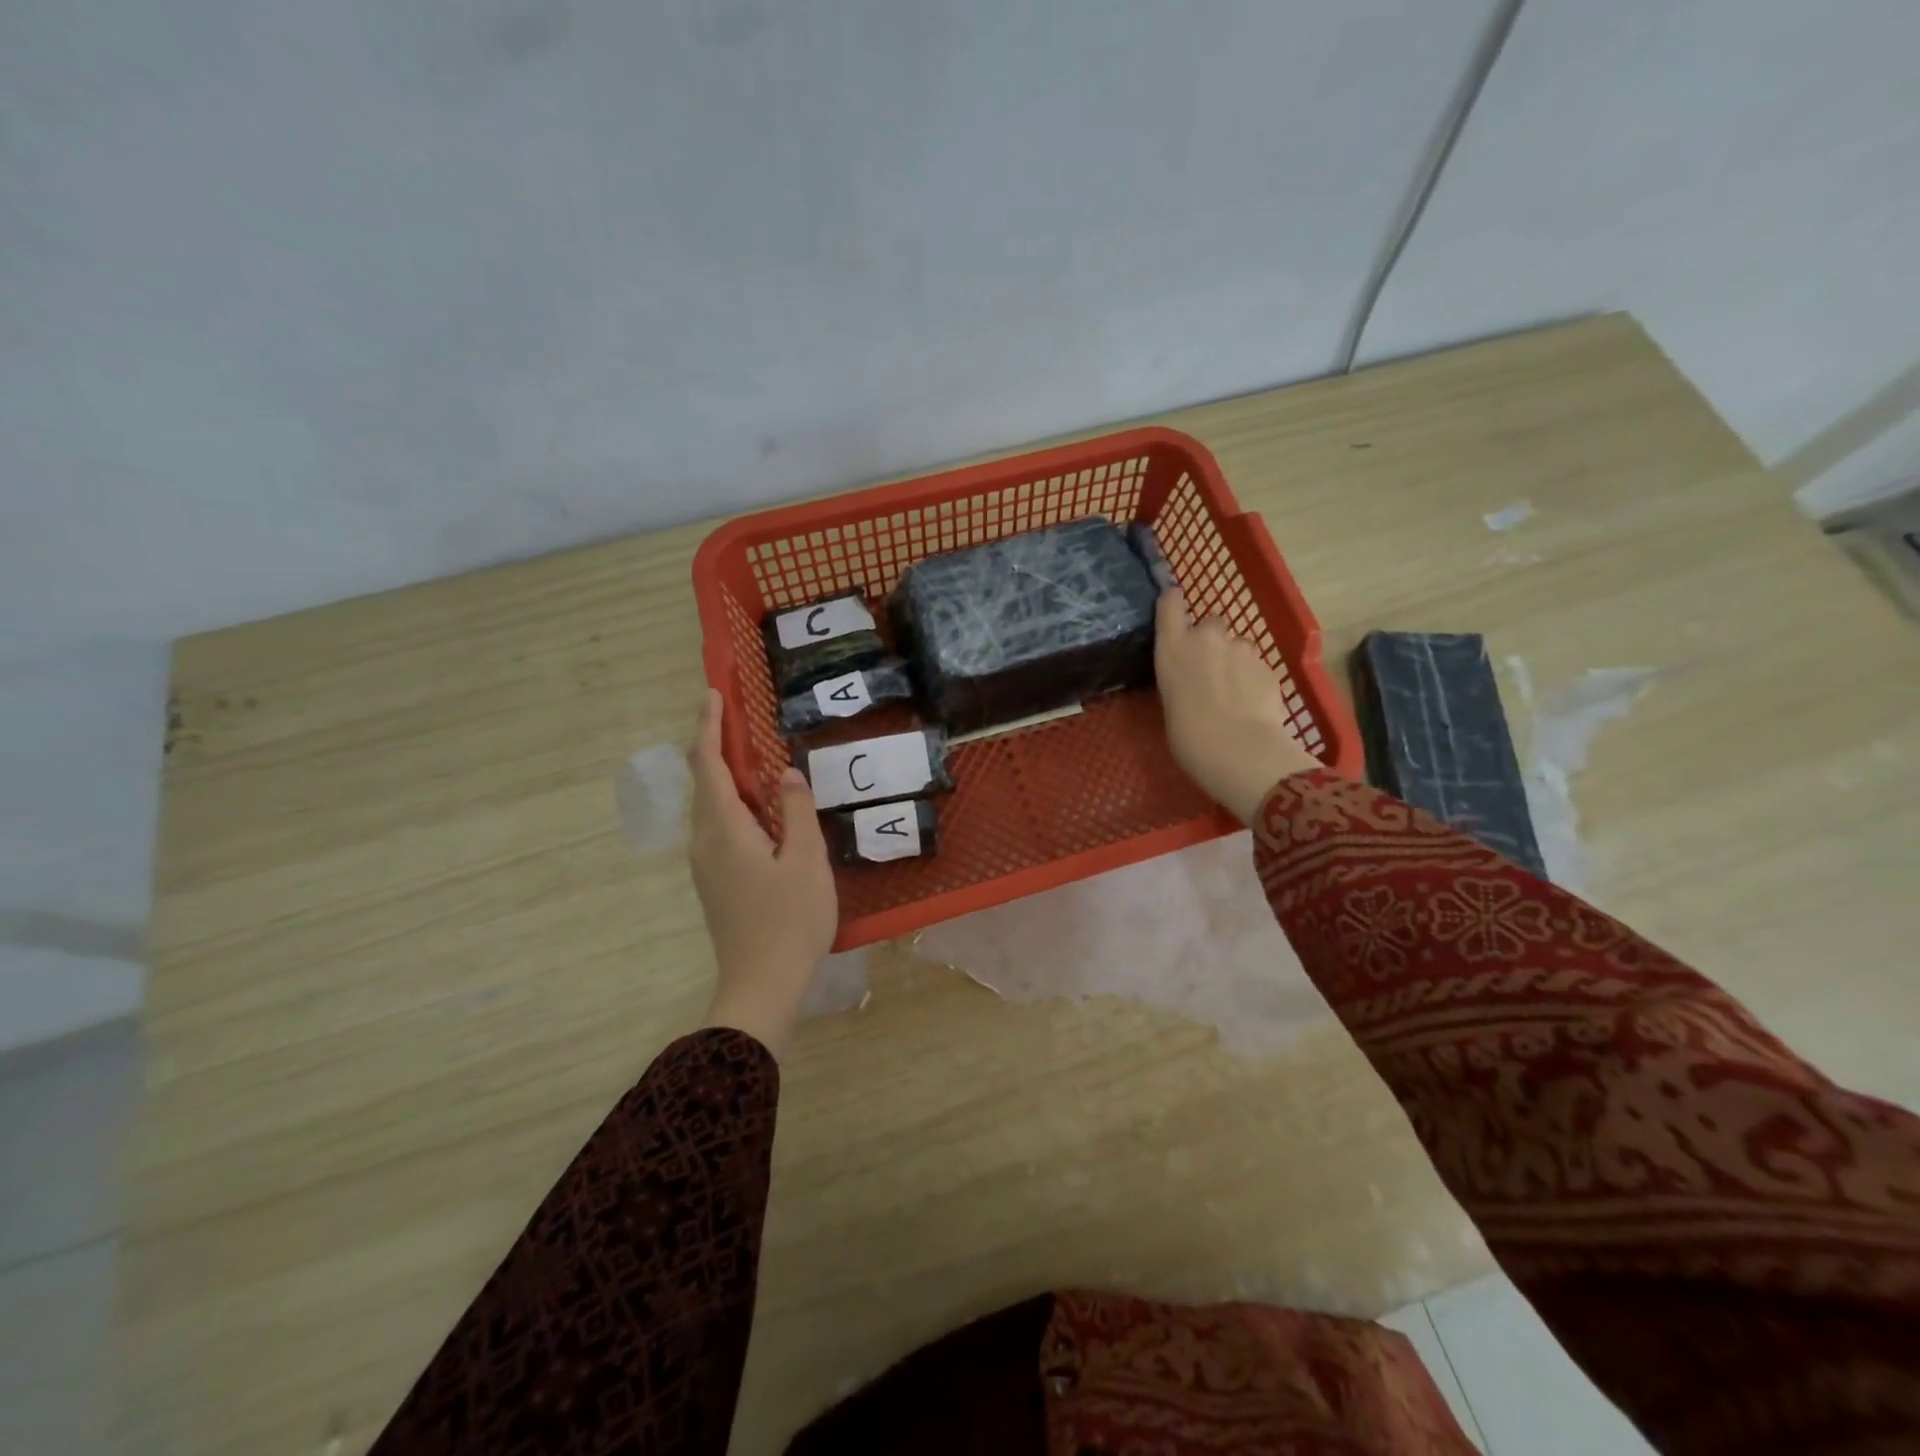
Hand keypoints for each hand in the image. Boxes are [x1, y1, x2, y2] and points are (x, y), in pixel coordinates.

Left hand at [686, 689, 837, 1057]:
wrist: (761, 985)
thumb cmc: (789, 920)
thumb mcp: (806, 860)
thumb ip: (796, 811)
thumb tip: (786, 774)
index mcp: (724, 830)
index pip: (708, 765)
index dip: (709, 727)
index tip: (713, 694)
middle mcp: (705, 842)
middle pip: (703, 782)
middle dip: (715, 746)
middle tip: (738, 717)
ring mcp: (706, 865)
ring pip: (711, 807)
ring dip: (726, 775)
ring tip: (752, 756)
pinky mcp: (715, 882)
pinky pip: (718, 827)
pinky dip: (733, 803)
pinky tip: (759, 808)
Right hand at [1155, 591, 1318, 823]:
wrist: (1238, 750)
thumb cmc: (1188, 736)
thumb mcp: (1170, 702)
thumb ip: (1180, 679)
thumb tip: (1192, 680)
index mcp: (1173, 647)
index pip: (1170, 603)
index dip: (1174, 603)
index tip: (1174, 609)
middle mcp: (1206, 638)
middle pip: (1210, 622)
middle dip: (1211, 639)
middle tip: (1208, 670)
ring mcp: (1241, 649)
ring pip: (1237, 646)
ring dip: (1234, 661)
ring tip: (1232, 694)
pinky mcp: (1268, 665)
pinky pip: (1256, 667)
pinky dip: (1253, 680)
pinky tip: (1251, 706)